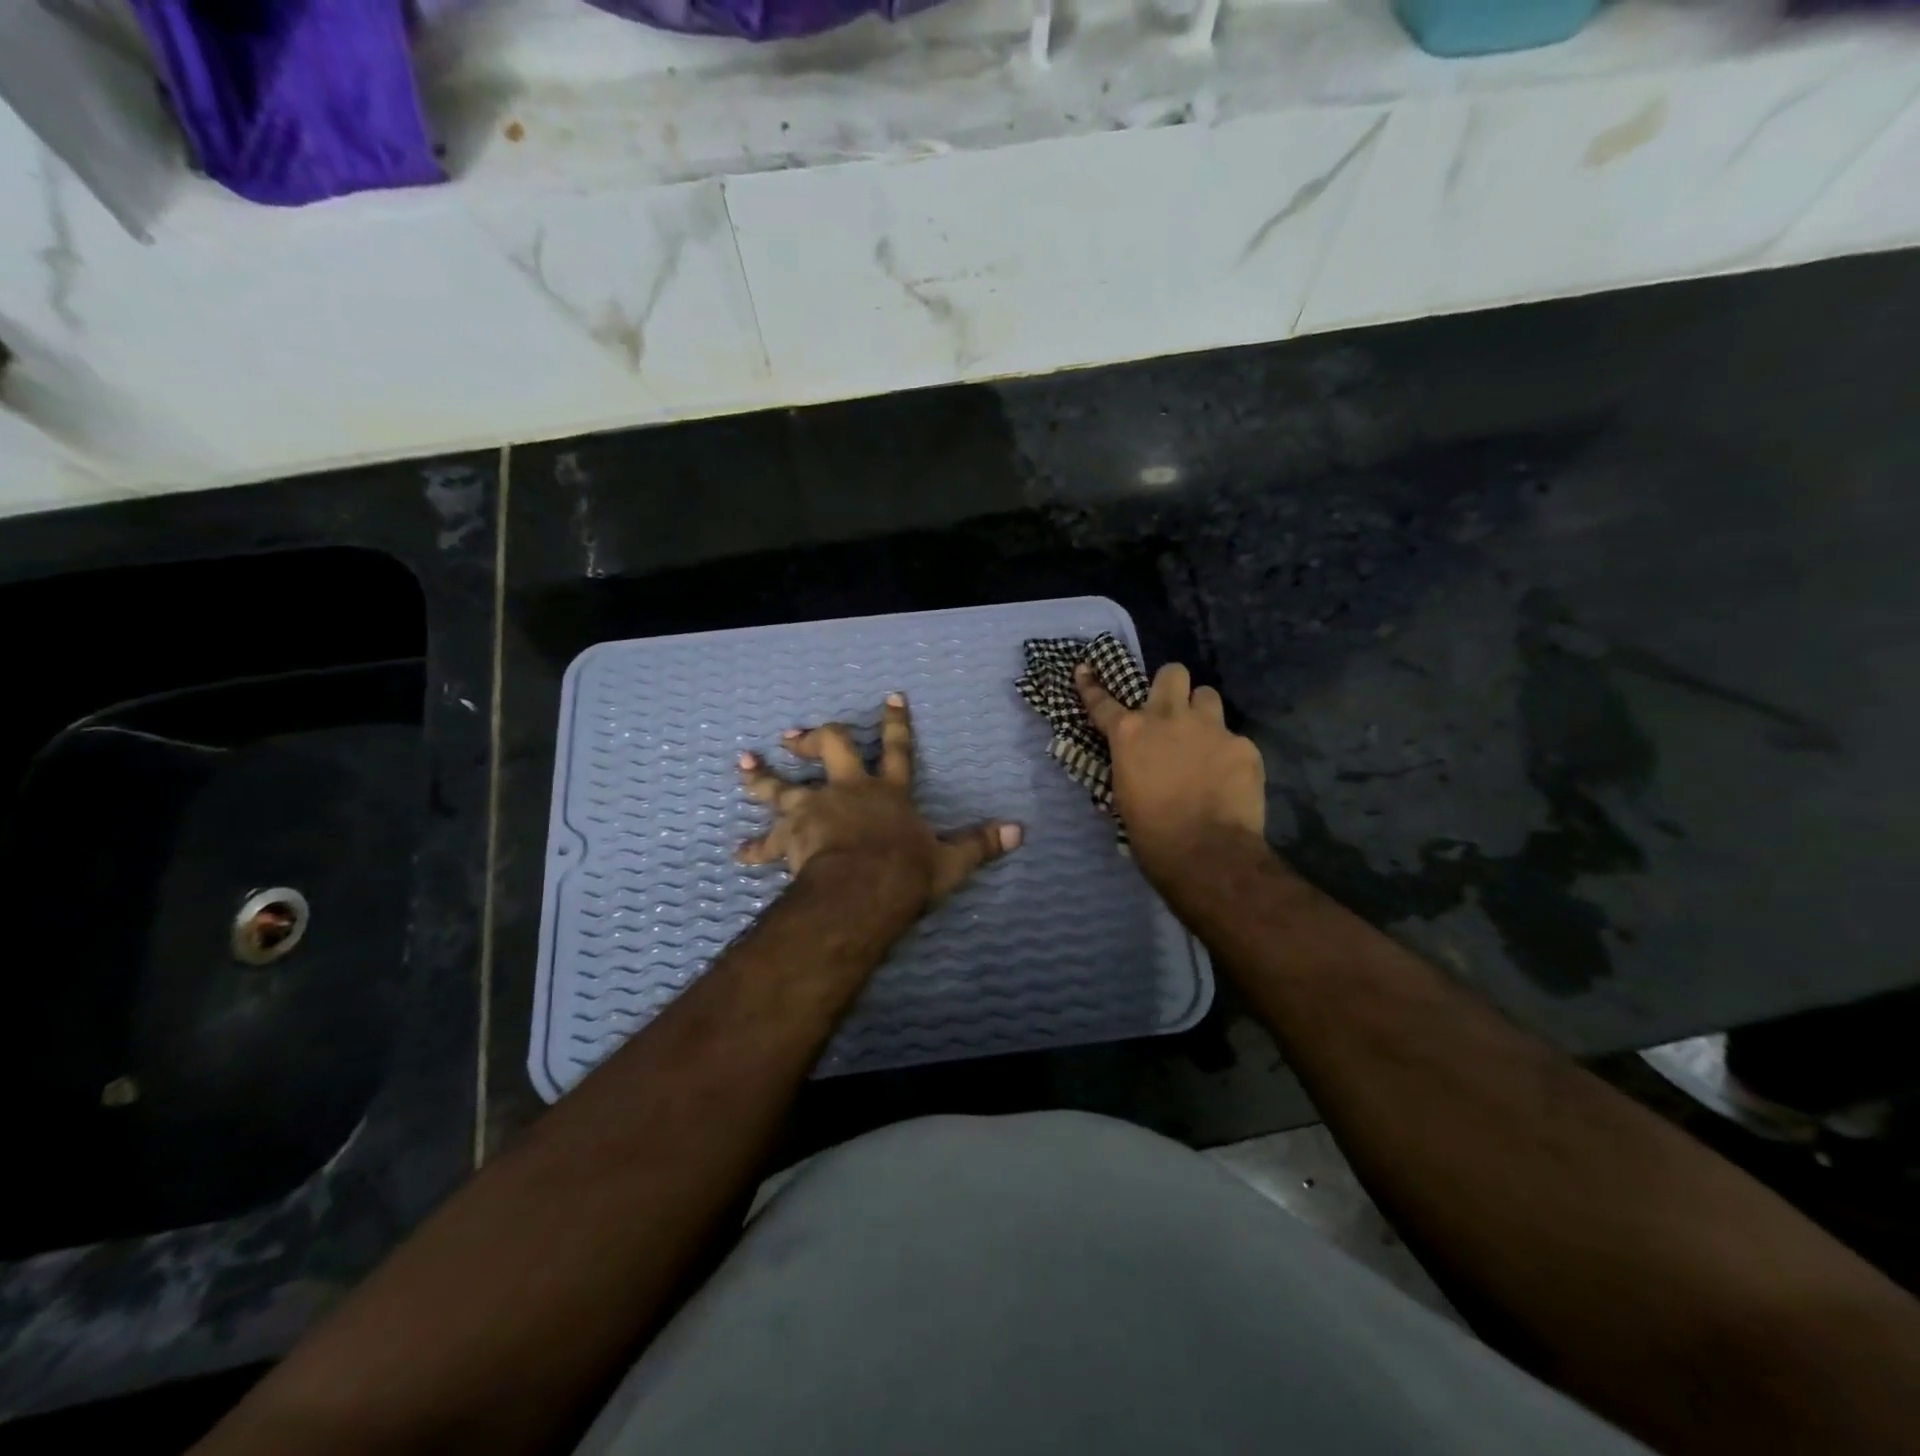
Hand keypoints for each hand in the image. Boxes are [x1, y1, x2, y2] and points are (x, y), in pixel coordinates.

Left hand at [737, 693, 1021, 909]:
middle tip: (794, 735)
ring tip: (744, 764)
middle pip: (830, 749)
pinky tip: (740, 854)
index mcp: (888, 792)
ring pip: (782, 787)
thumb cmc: (906, 871)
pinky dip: (755, 849)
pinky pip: (767, 843)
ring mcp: (814, 810)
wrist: (862, 889)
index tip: (890, 696)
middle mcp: (848, 791)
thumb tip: (1021, 832)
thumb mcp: (951, 860)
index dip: (895, 722)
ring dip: (762, 777)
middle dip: (815, 738)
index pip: (897, 748)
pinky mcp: (790, 837)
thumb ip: (981, 843)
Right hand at [1074, 662, 1265, 878]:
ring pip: (1208, 696)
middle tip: (1172, 710)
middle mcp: (1168, 719)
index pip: (1103, 702)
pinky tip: (1229, 778)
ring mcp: (1210, 728)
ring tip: (1204, 740)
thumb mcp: (1124, 796)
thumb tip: (1136, 765)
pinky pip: (1234, 738)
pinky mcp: (1243, 746)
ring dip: (1202, 713)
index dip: (1091, 685)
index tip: (1085, 669)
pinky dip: (1229, 754)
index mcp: (1130, 734)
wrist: (1207, 854)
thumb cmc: (1152, 835)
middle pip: (1172, 673)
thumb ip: (1130, 766)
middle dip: (1170, 686)